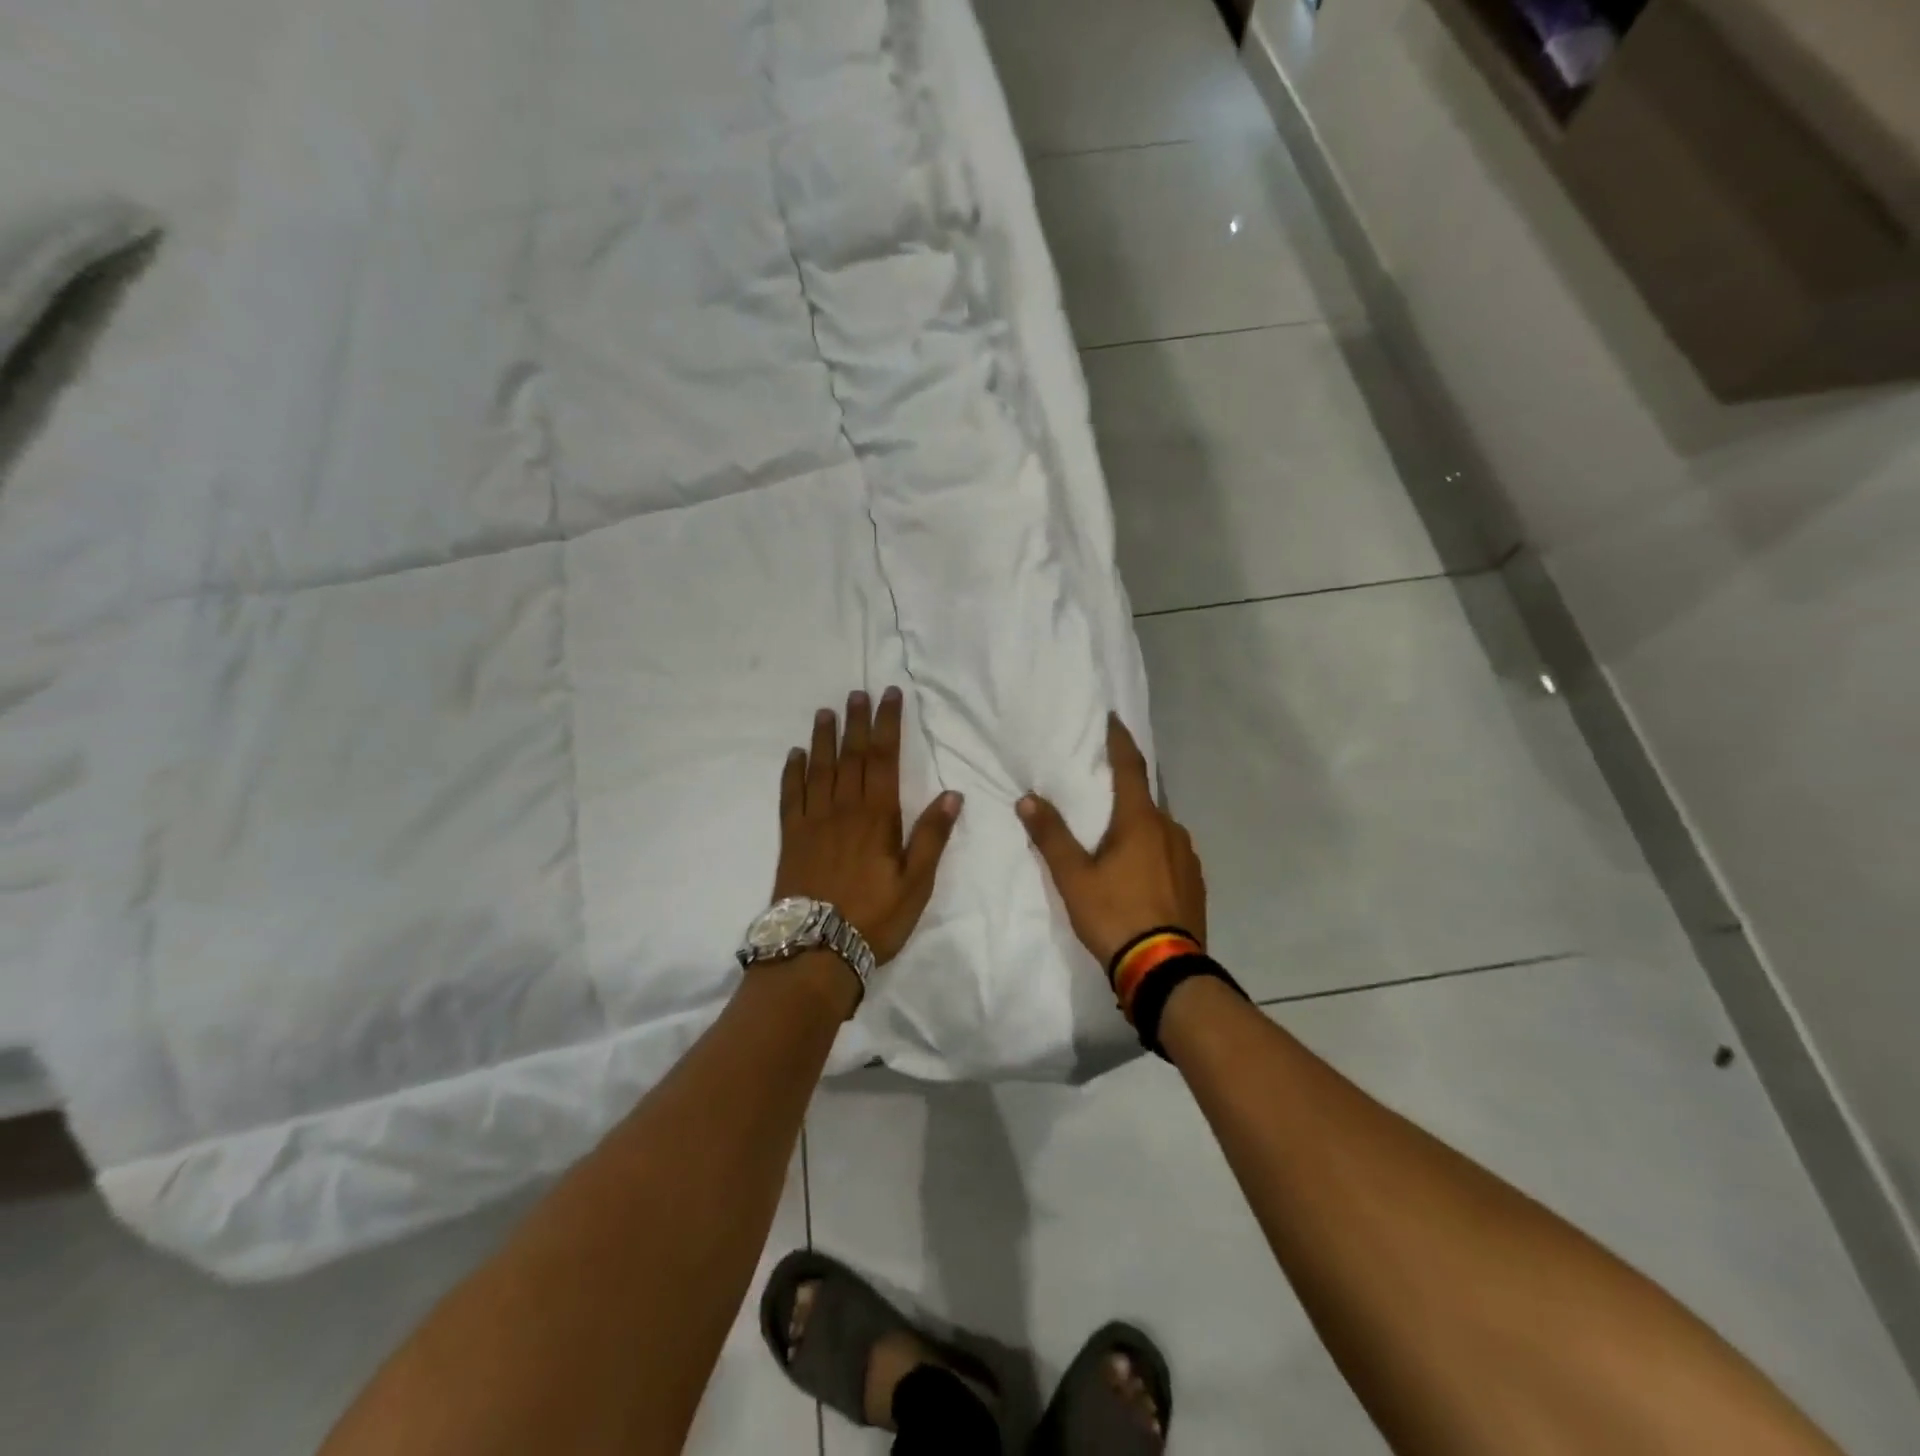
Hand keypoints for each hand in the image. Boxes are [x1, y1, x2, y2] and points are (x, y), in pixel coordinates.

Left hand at [772, 688, 963, 964]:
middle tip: (857, 693)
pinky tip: (795, 755)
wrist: (816, 950)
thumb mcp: (916, 883)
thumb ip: (932, 836)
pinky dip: (793, 772)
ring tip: (825, 712)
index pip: (884, 759)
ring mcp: (813, 821)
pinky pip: (790, 795)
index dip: (888, 724)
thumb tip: (952, 793)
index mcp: (877, 816)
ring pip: (820, 769)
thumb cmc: (874, 917)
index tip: (889, 696)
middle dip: (856, 722)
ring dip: (824, 738)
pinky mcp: (791, 837)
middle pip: (851, 756)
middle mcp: (844, 809)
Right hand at [1017, 713, 1205, 969]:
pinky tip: (1137, 873)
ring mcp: (1188, 857)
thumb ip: (1051, 836)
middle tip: (1099, 791)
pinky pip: (1169, 853)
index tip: (1113, 719)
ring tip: (1114, 839)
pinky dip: (1151, 851)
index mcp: (1142, 821)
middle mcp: (1171, 830)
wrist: (1165, 970)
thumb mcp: (1074, 878)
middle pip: (1144, 799)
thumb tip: (1028, 798)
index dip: (1120, 741)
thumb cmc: (1116, 915)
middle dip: (1123, 791)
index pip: (1131, 767)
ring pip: (1157, 829)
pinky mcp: (1195, 883)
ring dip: (1137, 825)